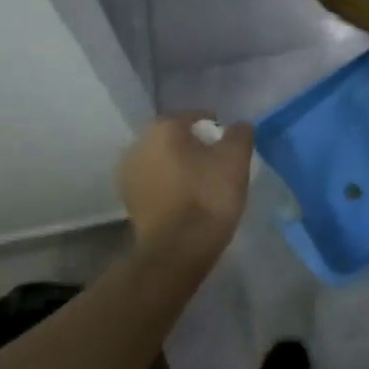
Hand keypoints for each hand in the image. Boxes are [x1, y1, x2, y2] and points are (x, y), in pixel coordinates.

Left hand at [116, 113, 253, 267]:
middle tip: (218, 165)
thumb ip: (240, 133)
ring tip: (203, 185)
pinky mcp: (128, 202)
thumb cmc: (207, 196)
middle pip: (175, 139)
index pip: (195, 117)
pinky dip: (170, 187)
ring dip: (180, 167)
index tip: (230, 147)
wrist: (176, 251)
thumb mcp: (236, 158)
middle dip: (194, 147)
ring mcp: (128, 175)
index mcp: (162, 127)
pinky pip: (156, 184)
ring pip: (163, 162)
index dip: (216, 129)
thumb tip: (238, 127)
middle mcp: (138, 144)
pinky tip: (187, 201)